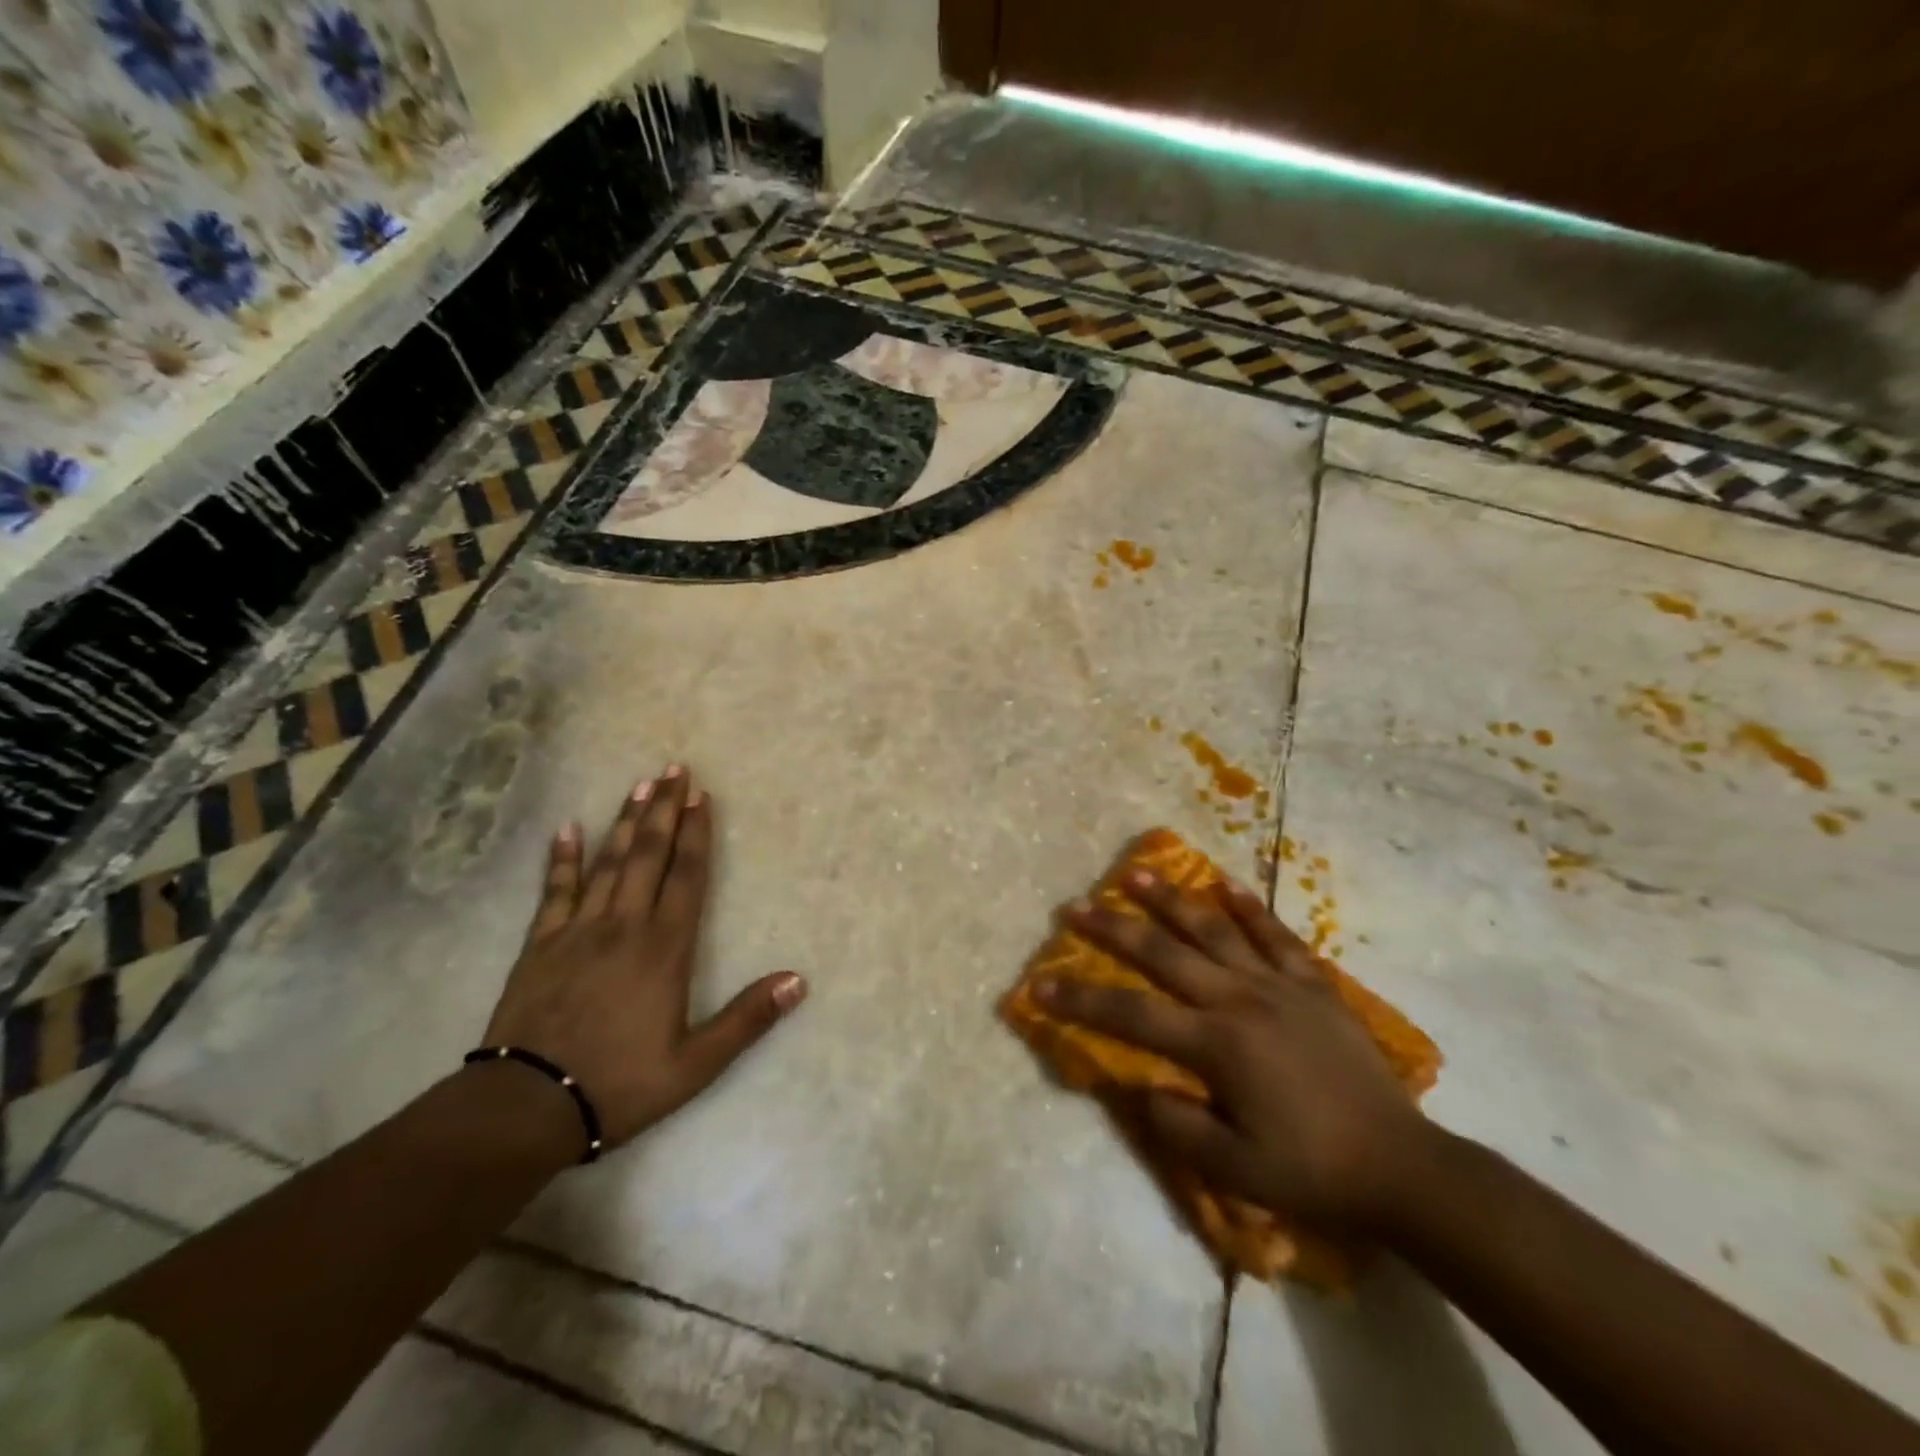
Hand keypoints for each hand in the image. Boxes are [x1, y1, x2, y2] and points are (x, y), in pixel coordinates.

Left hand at [482, 766, 806, 1154]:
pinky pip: (554, 891)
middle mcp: (624, 926)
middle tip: (674, 769)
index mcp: (665, 948)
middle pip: (648, 855)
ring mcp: (577, 931)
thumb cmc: (619, 1084)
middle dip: (664, 809)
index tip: (702, 796)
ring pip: (607, 863)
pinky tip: (566, 829)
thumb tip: (799, 981)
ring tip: (639, 785)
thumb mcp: (695, 1064)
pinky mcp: (539, 945)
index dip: (697, 833)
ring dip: (625, 821)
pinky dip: (561, 858)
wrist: (525, 1107)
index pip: (687, 876)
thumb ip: (747, 1019)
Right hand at [1036, 872, 1430, 1231]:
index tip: (1040, 985)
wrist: (1402, 1168)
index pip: (1133, 1016)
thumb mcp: (1236, 1171)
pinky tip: (1226, 884)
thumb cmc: (1313, 1172)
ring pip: (1214, 930)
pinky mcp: (1313, 984)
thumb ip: (1176, 1125)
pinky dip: (1250, 907)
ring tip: (1135, 872)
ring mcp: (1279, 985)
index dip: (1082, 1001)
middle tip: (1076, 905)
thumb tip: (1136, 1085)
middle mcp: (1240, 1000)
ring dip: (1171, 900)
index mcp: (1217, 1045)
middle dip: (1114, 929)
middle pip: (1165, 954)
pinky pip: (1277, 935)